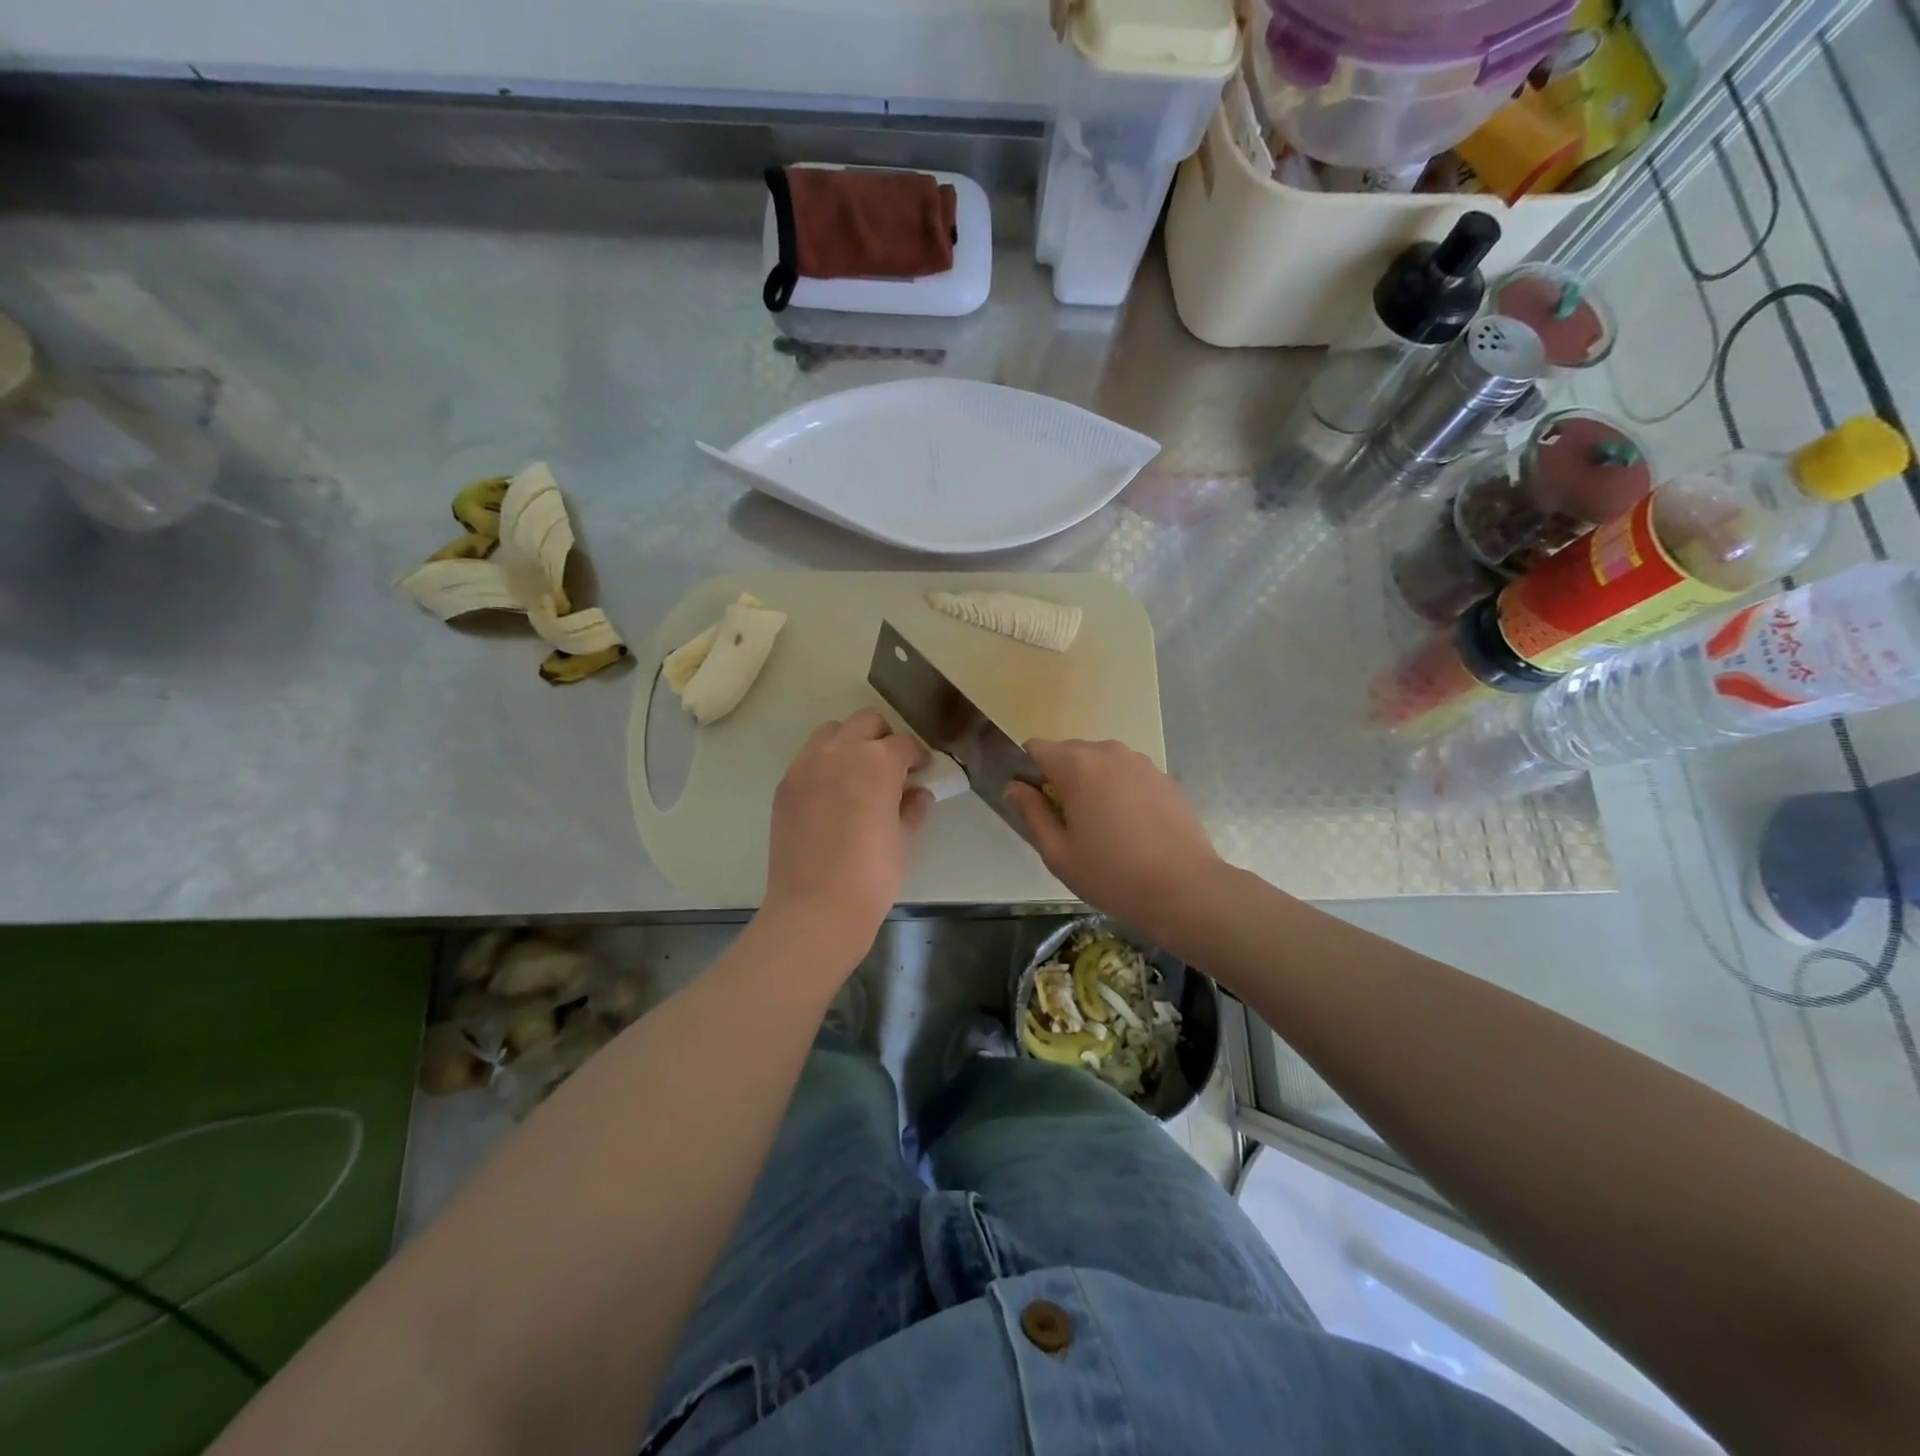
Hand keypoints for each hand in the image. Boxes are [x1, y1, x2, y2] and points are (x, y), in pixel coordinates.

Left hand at [762, 709, 930, 970]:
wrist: (816, 906)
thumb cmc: (872, 874)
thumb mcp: (904, 839)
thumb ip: (913, 807)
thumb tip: (917, 793)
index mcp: (877, 761)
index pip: (903, 743)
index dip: (916, 756)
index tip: (921, 771)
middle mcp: (840, 751)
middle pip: (866, 722)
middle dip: (883, 737)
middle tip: (891, 767)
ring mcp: (807, 766)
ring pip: (832, 732)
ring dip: (850, 743)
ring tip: (857, 775)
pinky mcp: (785, 785)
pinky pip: (808, 759)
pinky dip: (824, 764)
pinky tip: (832, 796)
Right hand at [1005, 739, 1223, 945]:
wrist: (1185, 889)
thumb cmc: (1112, 875)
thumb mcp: (1058, 853)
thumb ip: (1031, 812)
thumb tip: (1014, 786)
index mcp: (1076, 766)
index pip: (1035, 748)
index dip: (1027, 772)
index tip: (1035, 805)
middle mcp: (1108, 752)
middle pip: (1069, 752)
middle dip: (1060, 779)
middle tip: (1068, 823)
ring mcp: (1141, 762)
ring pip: (1100, 762)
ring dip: (1092, 784)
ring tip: (1103, 827)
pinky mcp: (1164, 776)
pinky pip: (1127, 774)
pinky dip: (1120, 791)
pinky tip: (1132, 828)